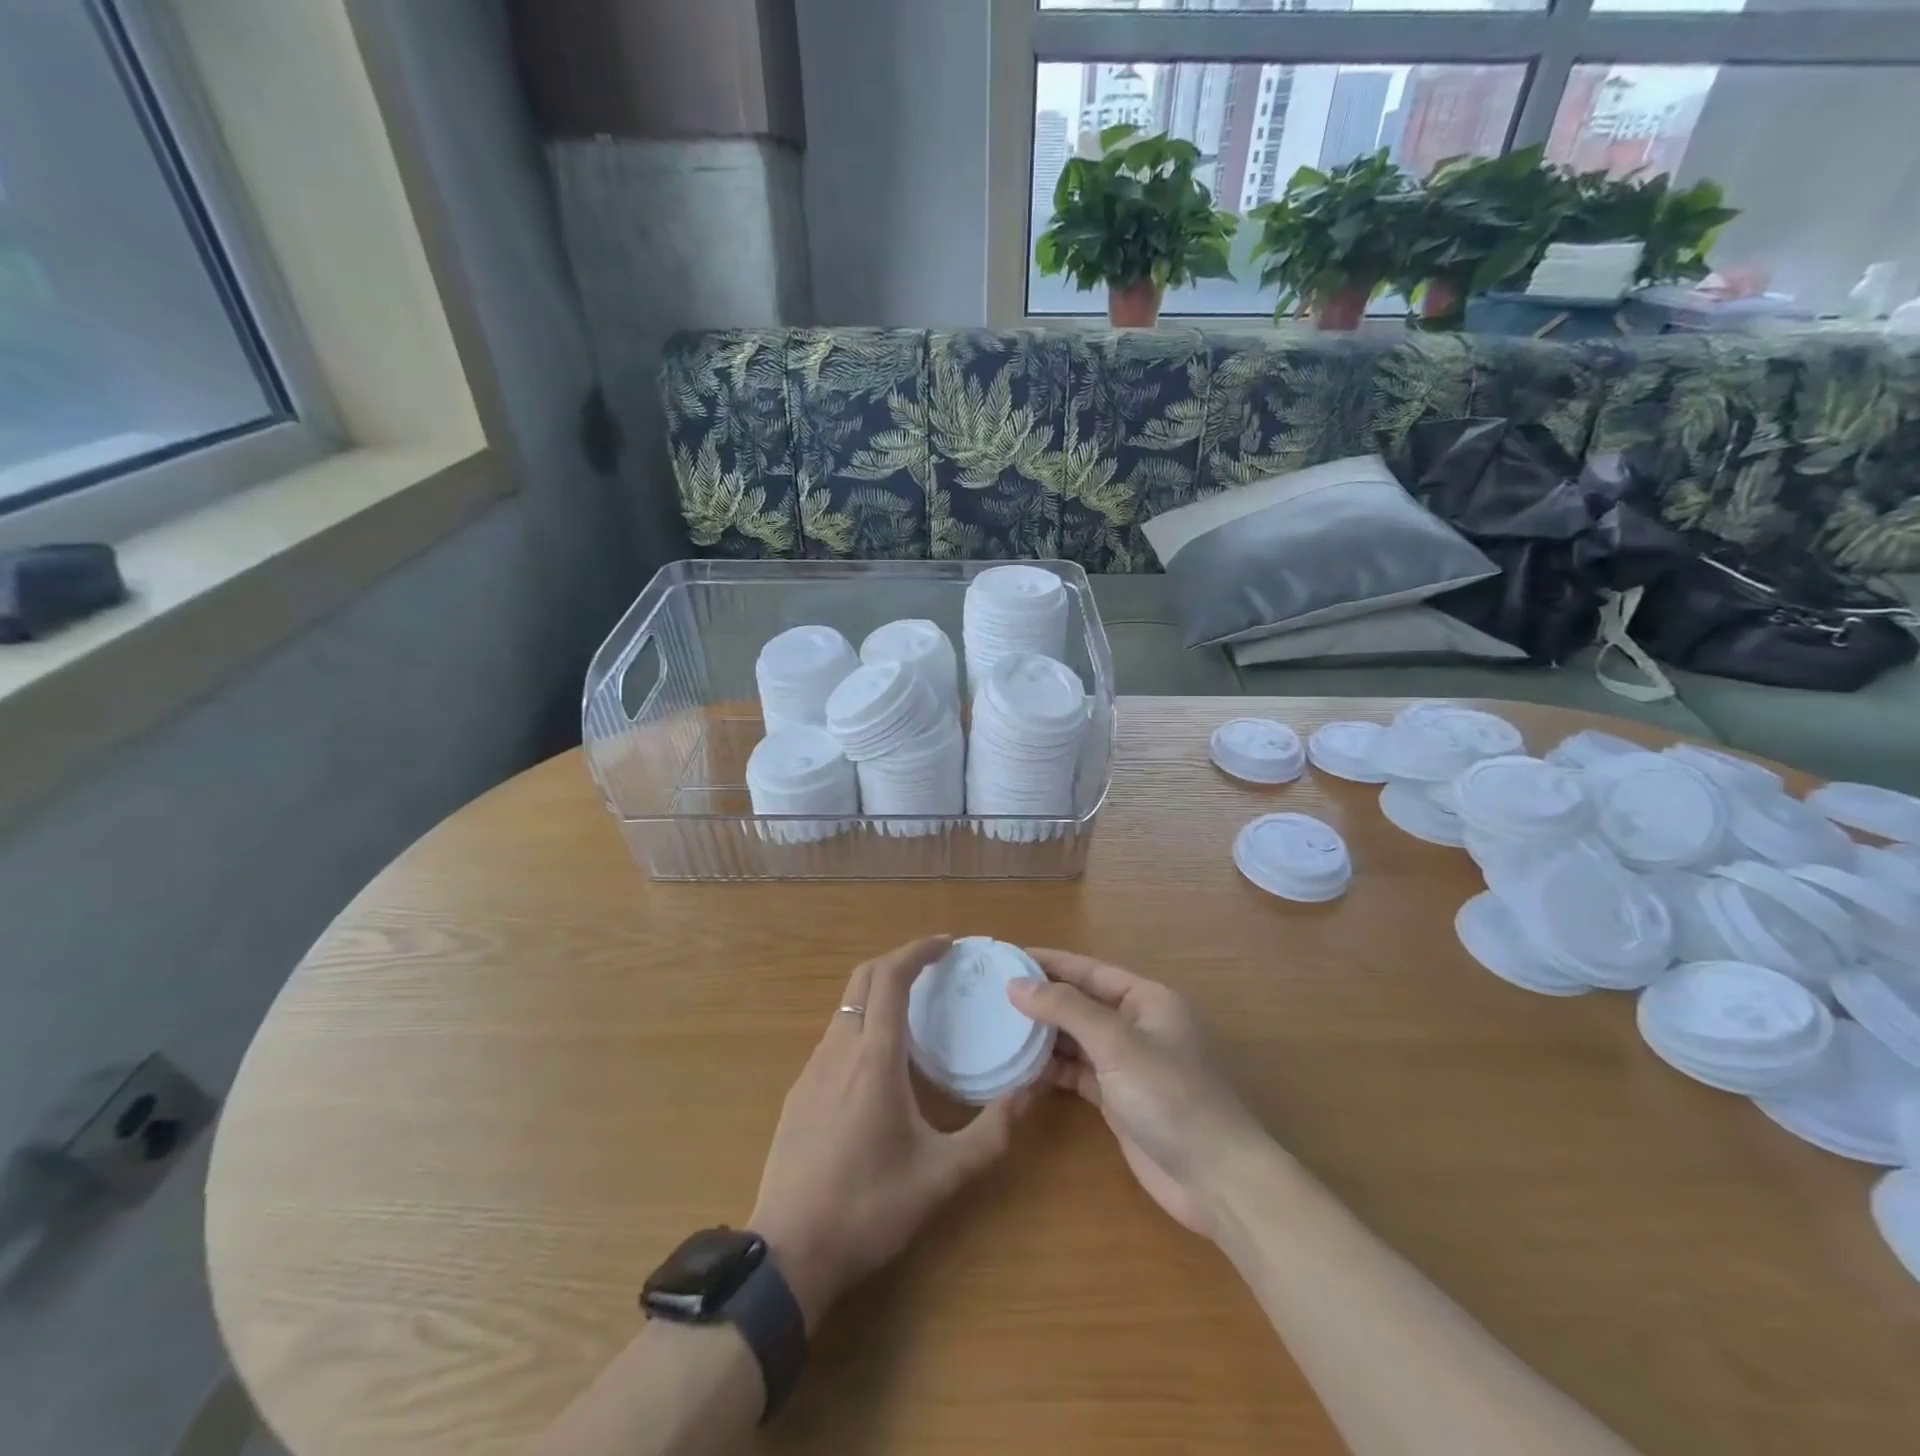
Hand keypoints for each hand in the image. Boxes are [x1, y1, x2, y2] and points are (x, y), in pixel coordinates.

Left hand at [749, 936, 1031, 1330]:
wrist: (788, 1253)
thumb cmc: (868, 1208)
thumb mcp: (941, 1176)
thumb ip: (991, 1133)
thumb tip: (1030, 1092)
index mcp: (874, 1058)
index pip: (891, 977)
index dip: (918, 950)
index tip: (947, 945)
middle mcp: (839, 1049)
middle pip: (863, 978)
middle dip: (899, 960)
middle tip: (934, 967)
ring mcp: (812, 1069)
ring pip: (846, 1006)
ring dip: (879, 991)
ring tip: (915, 1009)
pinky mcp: (799, 1091)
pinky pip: (835, 1035)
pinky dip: (862, 1022)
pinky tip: (881, 1059)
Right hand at [1010, 950, 1259, 1239]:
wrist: (1215, 1179)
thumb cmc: (1170, 1095)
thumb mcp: (1117, 1043)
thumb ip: (1066, 1009)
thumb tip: (1017, 984)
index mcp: (1146, 999)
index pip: (1089, 970)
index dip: (1050, 961)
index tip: (1008, 956)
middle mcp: (1137, 1025)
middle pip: (1080, 1003)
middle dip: (1041, 998)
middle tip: (992, 993)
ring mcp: (1127, 1065)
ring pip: (1076, 1039)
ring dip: (1042, 1035)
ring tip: (996, 1027)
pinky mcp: (1118, 1100)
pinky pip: (1076, 1073)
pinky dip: (1050, 1070)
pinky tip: (1018, 1068)